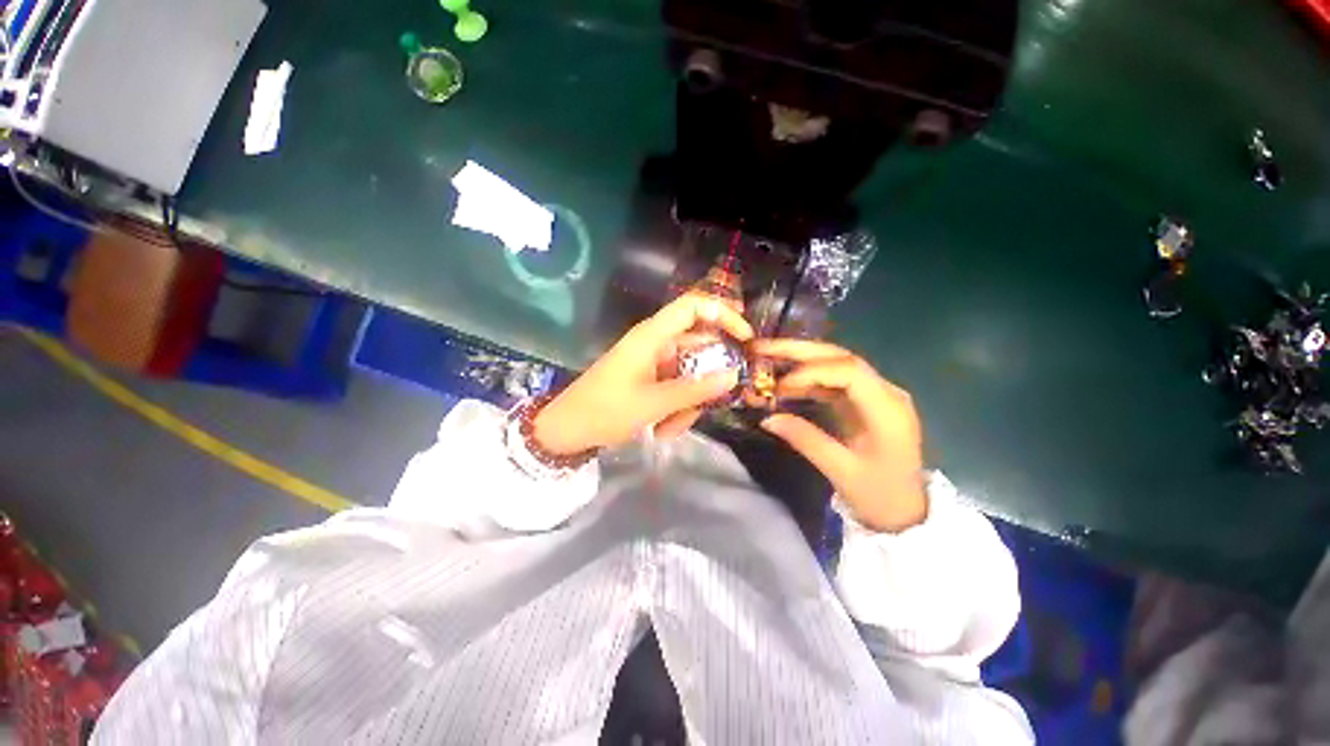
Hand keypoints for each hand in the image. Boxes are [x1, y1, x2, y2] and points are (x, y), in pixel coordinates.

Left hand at [534, 293, 753, 454]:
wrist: (566, 429)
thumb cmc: (605, 410)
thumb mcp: (654, 403)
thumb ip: (696, 389)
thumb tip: (733, 376)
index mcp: (652, 336)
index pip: (694, 306)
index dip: (723, 315)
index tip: (745, 339)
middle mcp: (655, 342)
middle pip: (698, 348)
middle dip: (705, 380)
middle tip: (707, 406)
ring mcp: (652, 361)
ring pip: (688, 373)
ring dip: (687, 402)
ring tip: (668, 429)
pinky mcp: (648, 377)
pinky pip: (675, 386)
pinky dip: (675, 407)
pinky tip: (662, 429)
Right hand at [752, 339, 927, 532]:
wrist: (906, 511)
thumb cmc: (879, 495)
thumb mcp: (840, 471)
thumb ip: (805, 439)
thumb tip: (767, 417)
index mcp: (888, 410)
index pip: (850, 371)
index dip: (811, 371)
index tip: (780, 385)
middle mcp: (885, 392)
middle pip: (840, 357)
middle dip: (799, 351)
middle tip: (762, 347)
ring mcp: (876, 394)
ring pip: (835, 363)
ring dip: (800, 360)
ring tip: (766, 357)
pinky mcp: (864, 401)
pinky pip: (833, 380)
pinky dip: (807, 378)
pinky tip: (785, 382)